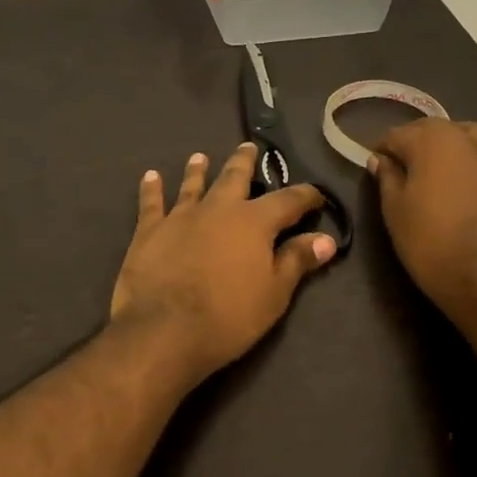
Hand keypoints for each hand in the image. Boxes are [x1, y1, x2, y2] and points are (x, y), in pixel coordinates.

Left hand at [110, 143, 337, 385]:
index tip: (316, 195)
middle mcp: (218, 209)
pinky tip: (150, 177)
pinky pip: (151, 203)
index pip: (288, 200)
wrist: (165, 329)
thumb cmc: (229, 317)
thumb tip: (327, 239)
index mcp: (254, 222)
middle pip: (234, 178)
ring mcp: (180, 217)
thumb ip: (297, 261)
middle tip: (248, 146)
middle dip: (244, 162)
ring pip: (192, 185)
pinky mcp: (149, 231)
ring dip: (197, 170)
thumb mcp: (274, 294)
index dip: (305, 196)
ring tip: (200, 157)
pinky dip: (151, 189)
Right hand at [369, 119, 476, 321]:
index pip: (397, 134)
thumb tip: (381, 159)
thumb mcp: (394, 209)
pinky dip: (467, 165)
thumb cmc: (428, 240)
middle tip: (400, 168)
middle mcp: (465, 139)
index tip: (375, 167)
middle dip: (414, 142)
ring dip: (444, 147)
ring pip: (463, 138)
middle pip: (433, 129)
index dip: (382, 149)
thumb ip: (387, 177)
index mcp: (432, 141)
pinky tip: (458, 190)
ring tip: (432, 172)